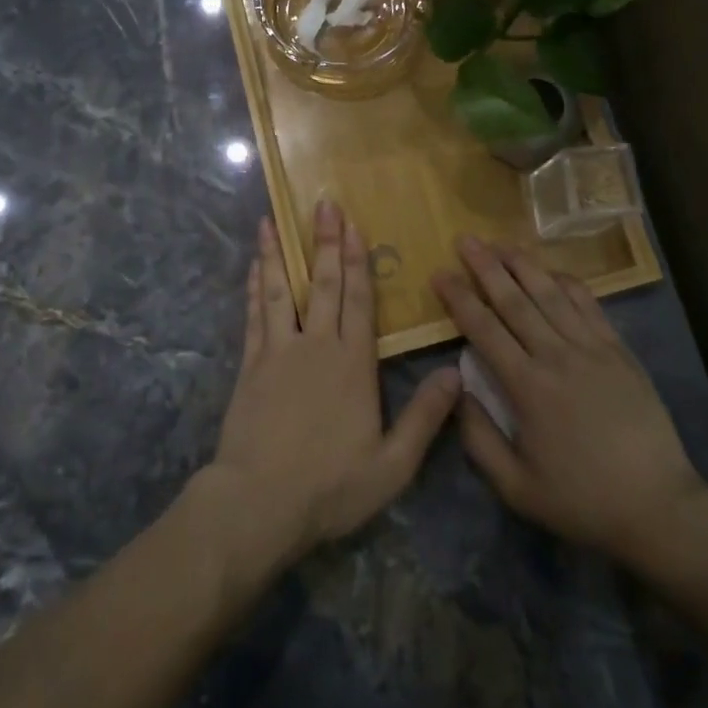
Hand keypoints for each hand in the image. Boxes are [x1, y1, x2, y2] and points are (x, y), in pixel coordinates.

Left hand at [204, 201, 461, 572]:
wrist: (258, 503)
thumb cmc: (329, 486)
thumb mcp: (391, 465)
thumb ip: (425, 418)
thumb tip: (456, 374)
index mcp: (352, 363)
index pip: (359, 300)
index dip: (358, 260)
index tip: (354, 225)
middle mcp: (316, 345)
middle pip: (324, 283)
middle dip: (325, 242)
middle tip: (323, 204)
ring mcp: (278, 351)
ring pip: (281, 290)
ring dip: (279, 253)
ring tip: (271, 219)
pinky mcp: (250, 365)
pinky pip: (255, 315)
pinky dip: (255, 287)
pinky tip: (254, 267)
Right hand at [433, 237, 707, 573]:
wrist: (658, 507)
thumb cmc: (582, 500)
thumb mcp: (516, 488)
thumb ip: (479, 438)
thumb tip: (456, 390)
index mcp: (528, 388)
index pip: (484, 330)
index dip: (459, 298)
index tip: (439, 273)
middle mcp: (557, 356)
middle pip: (515, 300)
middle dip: (486, 267)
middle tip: (465, 240)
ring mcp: (592, 349)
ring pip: (550, 294)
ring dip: (523, 265)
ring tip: (501, 242)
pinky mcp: (619, 351)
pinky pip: (589, 306)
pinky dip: (567, 283)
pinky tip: (552, 271)